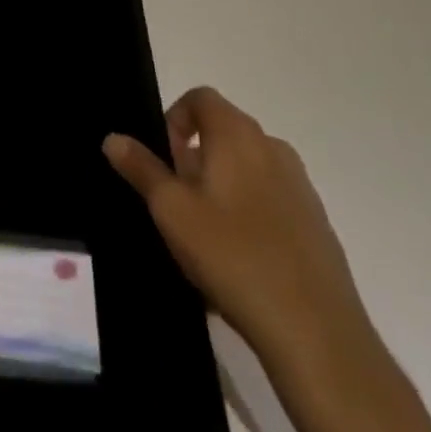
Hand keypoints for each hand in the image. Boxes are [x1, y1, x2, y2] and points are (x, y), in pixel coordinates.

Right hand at [103, 87, 374, 371]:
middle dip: (193, 158)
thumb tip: (113, 138)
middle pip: (223, 133)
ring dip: (219, 187)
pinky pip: (269, 201)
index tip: (163, 159)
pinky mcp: (316, 224)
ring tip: (204, 235)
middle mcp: (273, 148)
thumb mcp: (171, 210)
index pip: (201, 98)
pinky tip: (238, 261)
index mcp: (237, 135)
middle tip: (176, 201)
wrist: (317, 333)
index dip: (175, 118)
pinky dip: (247, 214)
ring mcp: (300, 187)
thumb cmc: (233, 256)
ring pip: (246, 169)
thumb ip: (141, 168)